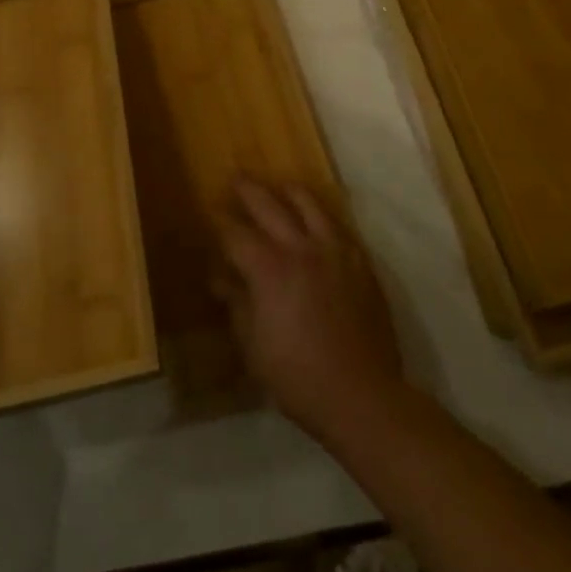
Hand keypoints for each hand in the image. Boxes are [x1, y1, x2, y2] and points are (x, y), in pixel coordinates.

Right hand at [212, 181, 405, 445]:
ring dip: (289, 192)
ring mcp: (335, 251)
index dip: (219, 222)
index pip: (236, 234)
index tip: (210, 210)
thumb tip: (220, 278)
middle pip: (270, 206)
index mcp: (269, 269)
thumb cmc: (297, 376)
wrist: (361, 393)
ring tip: (279, 186)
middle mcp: (301, 248)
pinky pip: (337, 225)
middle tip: (236, 178)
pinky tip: (316, 219)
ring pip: (309, 205)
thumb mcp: (253, 345)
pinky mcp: (359, 262)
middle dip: (249, 191)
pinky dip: (321, 215)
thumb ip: (237, 304)